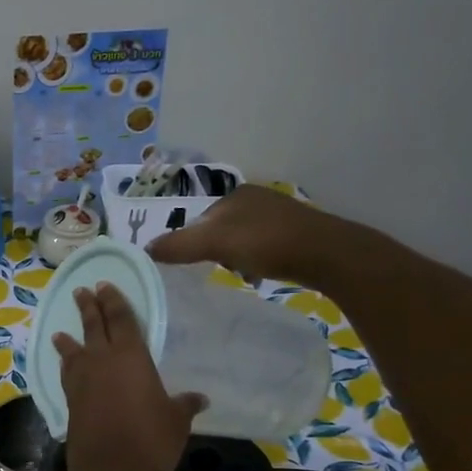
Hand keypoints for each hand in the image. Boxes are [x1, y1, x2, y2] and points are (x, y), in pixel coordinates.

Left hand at [52, 284, 202, 470]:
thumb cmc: (151, 439)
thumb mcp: (176, 420)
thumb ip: (185, 404)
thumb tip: (200, 398)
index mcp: (132, 356)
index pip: (121, 319)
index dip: (114, 301)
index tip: (105, 286)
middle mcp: (102, 361)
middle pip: (93, 327)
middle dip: (89, 307)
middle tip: (82, 291)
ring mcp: (82, 381)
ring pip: (74, 351)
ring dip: (68, 338)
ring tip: (60, 332)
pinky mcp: (70, 402)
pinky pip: (67, 375)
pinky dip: (66, 366)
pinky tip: (66, 367)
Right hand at [147, 184, 346, 284]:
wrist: (326, 254)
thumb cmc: (267, 243)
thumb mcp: (215, 243)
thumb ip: (179, 246)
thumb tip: (145, 248)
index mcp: (236, 194)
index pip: (201, 219)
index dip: (194, 242)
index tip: (199, 264)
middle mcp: (256, 199)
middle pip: (220, 230)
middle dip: (216, 252)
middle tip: (221, 270)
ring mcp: (279, 215)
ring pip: (241, 240)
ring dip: (236, 259)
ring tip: (243, 275)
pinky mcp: (296, 234)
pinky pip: (263, 248)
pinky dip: (257, 262)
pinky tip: (262, 275)